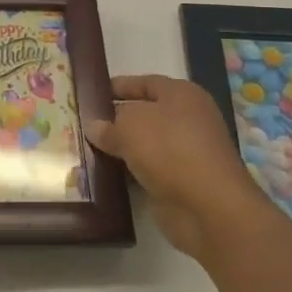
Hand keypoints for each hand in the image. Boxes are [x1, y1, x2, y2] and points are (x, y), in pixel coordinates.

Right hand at [86, 75, 269, 261]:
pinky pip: (147, 170)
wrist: (208, 208)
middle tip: (83, 122)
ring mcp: (186, 153)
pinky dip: (129, 172)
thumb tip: (94, 127)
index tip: (91, 93)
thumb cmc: (170, 150)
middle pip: (145, 114)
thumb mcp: (130, 127)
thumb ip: (108, 125)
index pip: (145, 83)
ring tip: (87, 147)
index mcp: (182, 95)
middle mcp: (188, 120)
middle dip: (116, 119)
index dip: (118, 86)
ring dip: (121, 148)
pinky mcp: (181, 183)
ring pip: (145, 144)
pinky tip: (104, 173)